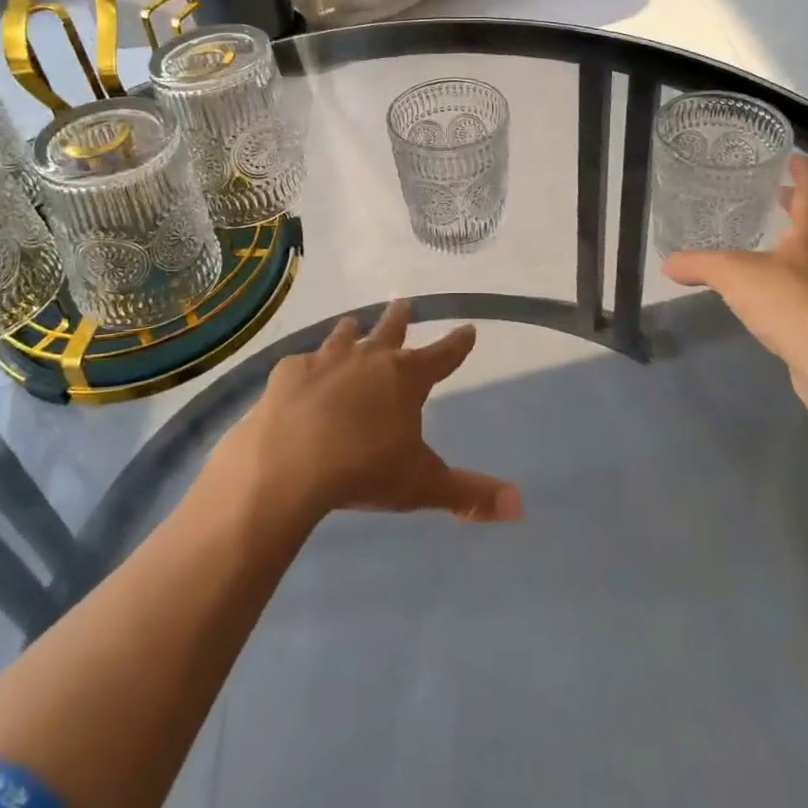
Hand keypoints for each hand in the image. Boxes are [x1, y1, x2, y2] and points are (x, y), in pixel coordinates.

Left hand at [213, 301, 522, 525]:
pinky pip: (300, 362)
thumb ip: (468, 494)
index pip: (442, 356)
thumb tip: (519, 506)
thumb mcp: (421, 485)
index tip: (468, 329)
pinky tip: (300, 371)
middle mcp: (369, 359)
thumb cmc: (364, 470)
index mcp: (406, 379)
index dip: (458, 344)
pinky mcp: (289, 372)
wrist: (290, 463)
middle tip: (404, 302)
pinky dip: (305, 366)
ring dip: (352, 331)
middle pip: (390, 330)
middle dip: (400, 317)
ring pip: (344, 336)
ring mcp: (326, 360)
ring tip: (352, 323)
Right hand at [663, 155, 807, 401]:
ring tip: (771, 247)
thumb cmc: (789, 301)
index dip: (805, 172)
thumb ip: (700, 265)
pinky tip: (775, 296)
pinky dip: (797, 283)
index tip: (795, 157)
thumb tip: (668, 262)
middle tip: (778, 197)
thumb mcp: (733, 275)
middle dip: (799, 208)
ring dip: (799, 246)